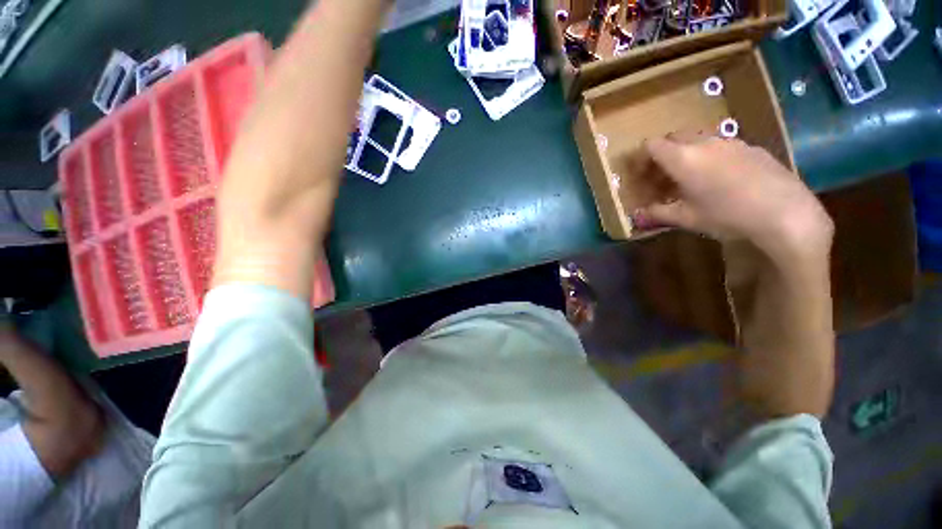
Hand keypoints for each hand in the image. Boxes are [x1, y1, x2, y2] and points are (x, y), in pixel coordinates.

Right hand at [633, 134, 832, 263]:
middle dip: (663, 154)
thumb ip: (657, 214)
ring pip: (699, 140)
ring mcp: (731, 142)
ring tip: (691, 180)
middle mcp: (705, 143)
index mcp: (683, 158)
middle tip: (662, 177)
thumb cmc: (727, 215)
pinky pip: (722, 146)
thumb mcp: (686, 218)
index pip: (652, 145)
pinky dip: (711, 157)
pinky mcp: (752, 147)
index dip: (641, 157)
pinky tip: (721, 180)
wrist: (785, 213)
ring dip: (687, 155)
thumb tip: (636, 217)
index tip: (641, 175)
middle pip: (674, 137)